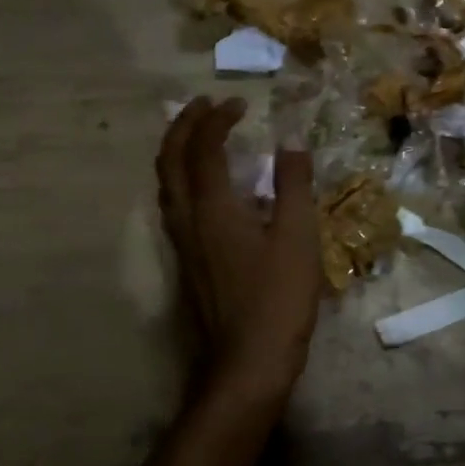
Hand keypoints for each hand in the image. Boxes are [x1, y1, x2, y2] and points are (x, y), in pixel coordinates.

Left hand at [156, 97, 322, 408]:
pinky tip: (208, 190)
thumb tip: (291, 142)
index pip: (205, 148)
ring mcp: (182, 244)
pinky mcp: (188, 264)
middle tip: (205, 106)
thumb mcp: (298, 238)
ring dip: (177, 152)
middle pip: (169, 160)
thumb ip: (294, 186)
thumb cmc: (278, 299)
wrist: (247, 362)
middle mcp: (187, 219)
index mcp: (213, 208)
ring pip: (166, 185)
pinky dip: (184, 180)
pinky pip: (175, 206)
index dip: (218, 119)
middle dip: (183, 126)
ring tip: (199, 137)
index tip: (239, 103)